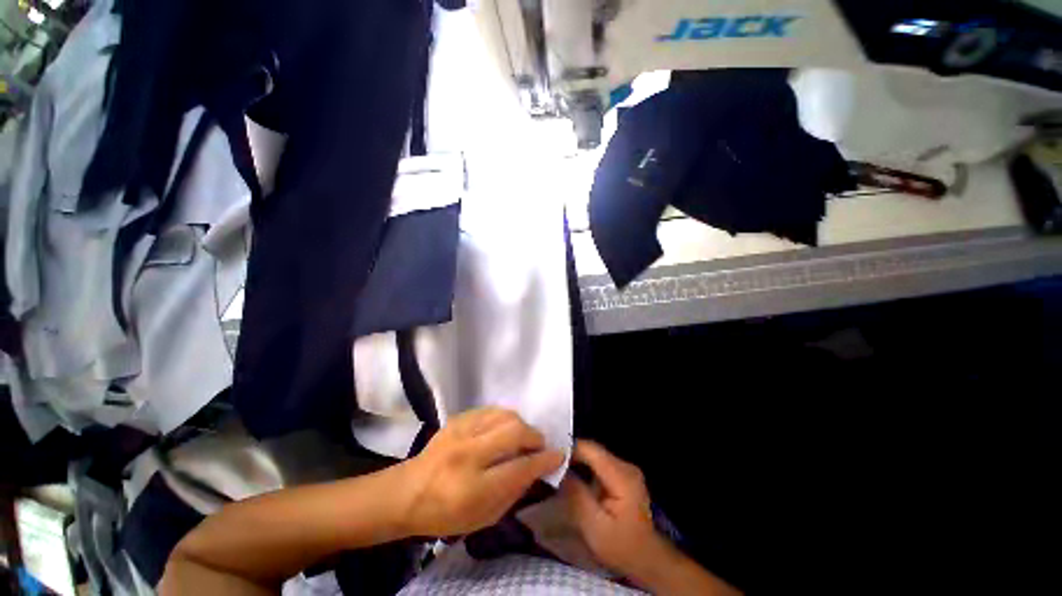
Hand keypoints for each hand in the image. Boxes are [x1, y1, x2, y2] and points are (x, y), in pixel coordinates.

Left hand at [399, 408, 563, 536]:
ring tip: (522, 437)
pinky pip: (491, 410)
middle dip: (535, 437)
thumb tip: (537, 468)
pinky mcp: (457, 419)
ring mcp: (460, 432)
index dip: (544, 460)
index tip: (558, 456)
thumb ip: (514, 492)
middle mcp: (467, 454)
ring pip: (504, 415)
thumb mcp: (483, 518)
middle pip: (514, 432)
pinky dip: (505, 418)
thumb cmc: (445, 514)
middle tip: (539, 446)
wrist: (407, 492)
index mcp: (473, 488)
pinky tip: (504, 429)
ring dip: (521, 425)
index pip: (519, 468)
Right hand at [559, 440, 670, 579]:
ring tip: (555, 471)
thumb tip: (558, 470)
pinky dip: (583, 469)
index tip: (549, 459)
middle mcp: (625, 465)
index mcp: (622, 476)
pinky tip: (570, 478)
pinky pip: (597, 464)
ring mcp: (624, 469)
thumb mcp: (595, 527)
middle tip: (548, 465)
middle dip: (569, 456)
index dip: (568, 450)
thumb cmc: (621, 547)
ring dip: (575, 462)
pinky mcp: (621, 475)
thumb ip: (577, 496)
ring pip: (593, 456)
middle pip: (591, 450)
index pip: (590, 449)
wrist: (647, 560)